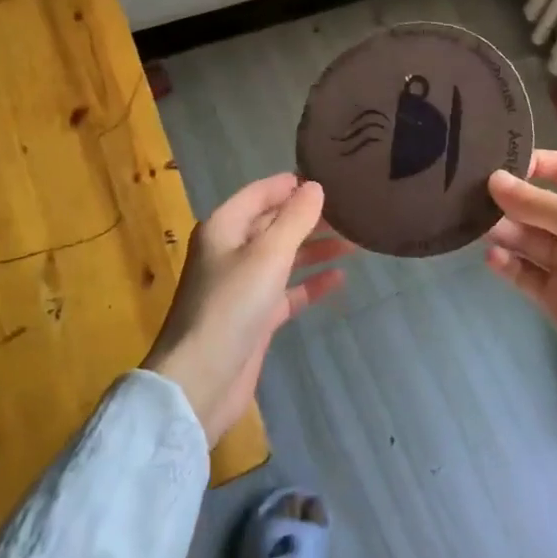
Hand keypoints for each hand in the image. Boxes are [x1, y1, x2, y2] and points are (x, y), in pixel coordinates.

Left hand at [143, 174, 354, 445]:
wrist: (201, 380)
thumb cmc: (231, 306)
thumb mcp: (267, 255)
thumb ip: (294, 219)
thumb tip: (315, 186)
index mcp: (224, 227)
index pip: (260, 192)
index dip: (291, 184)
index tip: (330, 177)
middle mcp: (231, 250)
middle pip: (274, 223)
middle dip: (309, 216)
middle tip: (352, 208)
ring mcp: (242, 285)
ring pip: (284, 256)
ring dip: (315, 248)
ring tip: (355, 240)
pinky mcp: (255, 316)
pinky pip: (287, 290)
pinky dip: (310, 283)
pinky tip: (340, 278)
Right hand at [484, 150, 556, 404]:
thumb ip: (538, 204)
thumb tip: (494, 179)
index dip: (536, 163)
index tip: (498, 162)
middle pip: (540, 204)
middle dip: (510, 199)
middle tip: (470, 196)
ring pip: (527, 239)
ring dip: (504, 230)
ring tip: (478, 227)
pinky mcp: (555, 297)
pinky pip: (524, 273)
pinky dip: (507, 264)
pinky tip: (493, 258)